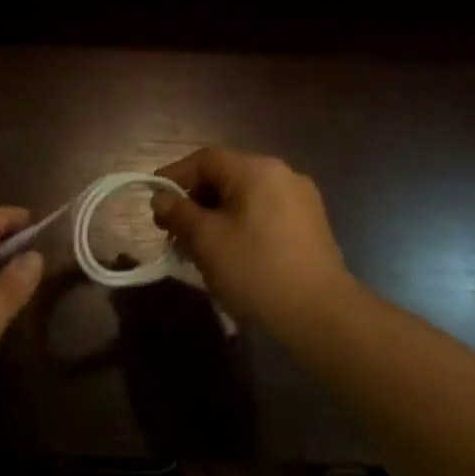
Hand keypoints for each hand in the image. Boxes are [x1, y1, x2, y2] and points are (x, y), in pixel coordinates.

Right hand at [151, 147, 356, 337]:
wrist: (320, 315)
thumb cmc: (256, 269)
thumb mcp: (206, 240)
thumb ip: (179, 212)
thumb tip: (161, 198)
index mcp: (257, 170)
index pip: (205, 160)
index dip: (174, 176)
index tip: (153, 200)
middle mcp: (282, 175)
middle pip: (226, 176)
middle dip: (194, 201)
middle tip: (173, 230)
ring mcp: (301, 201)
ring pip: (245, 198)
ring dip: (216, 216)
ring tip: (197, 247)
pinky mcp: (310, 226)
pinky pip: (264, 214)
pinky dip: (240, 225)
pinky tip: (229, 254)